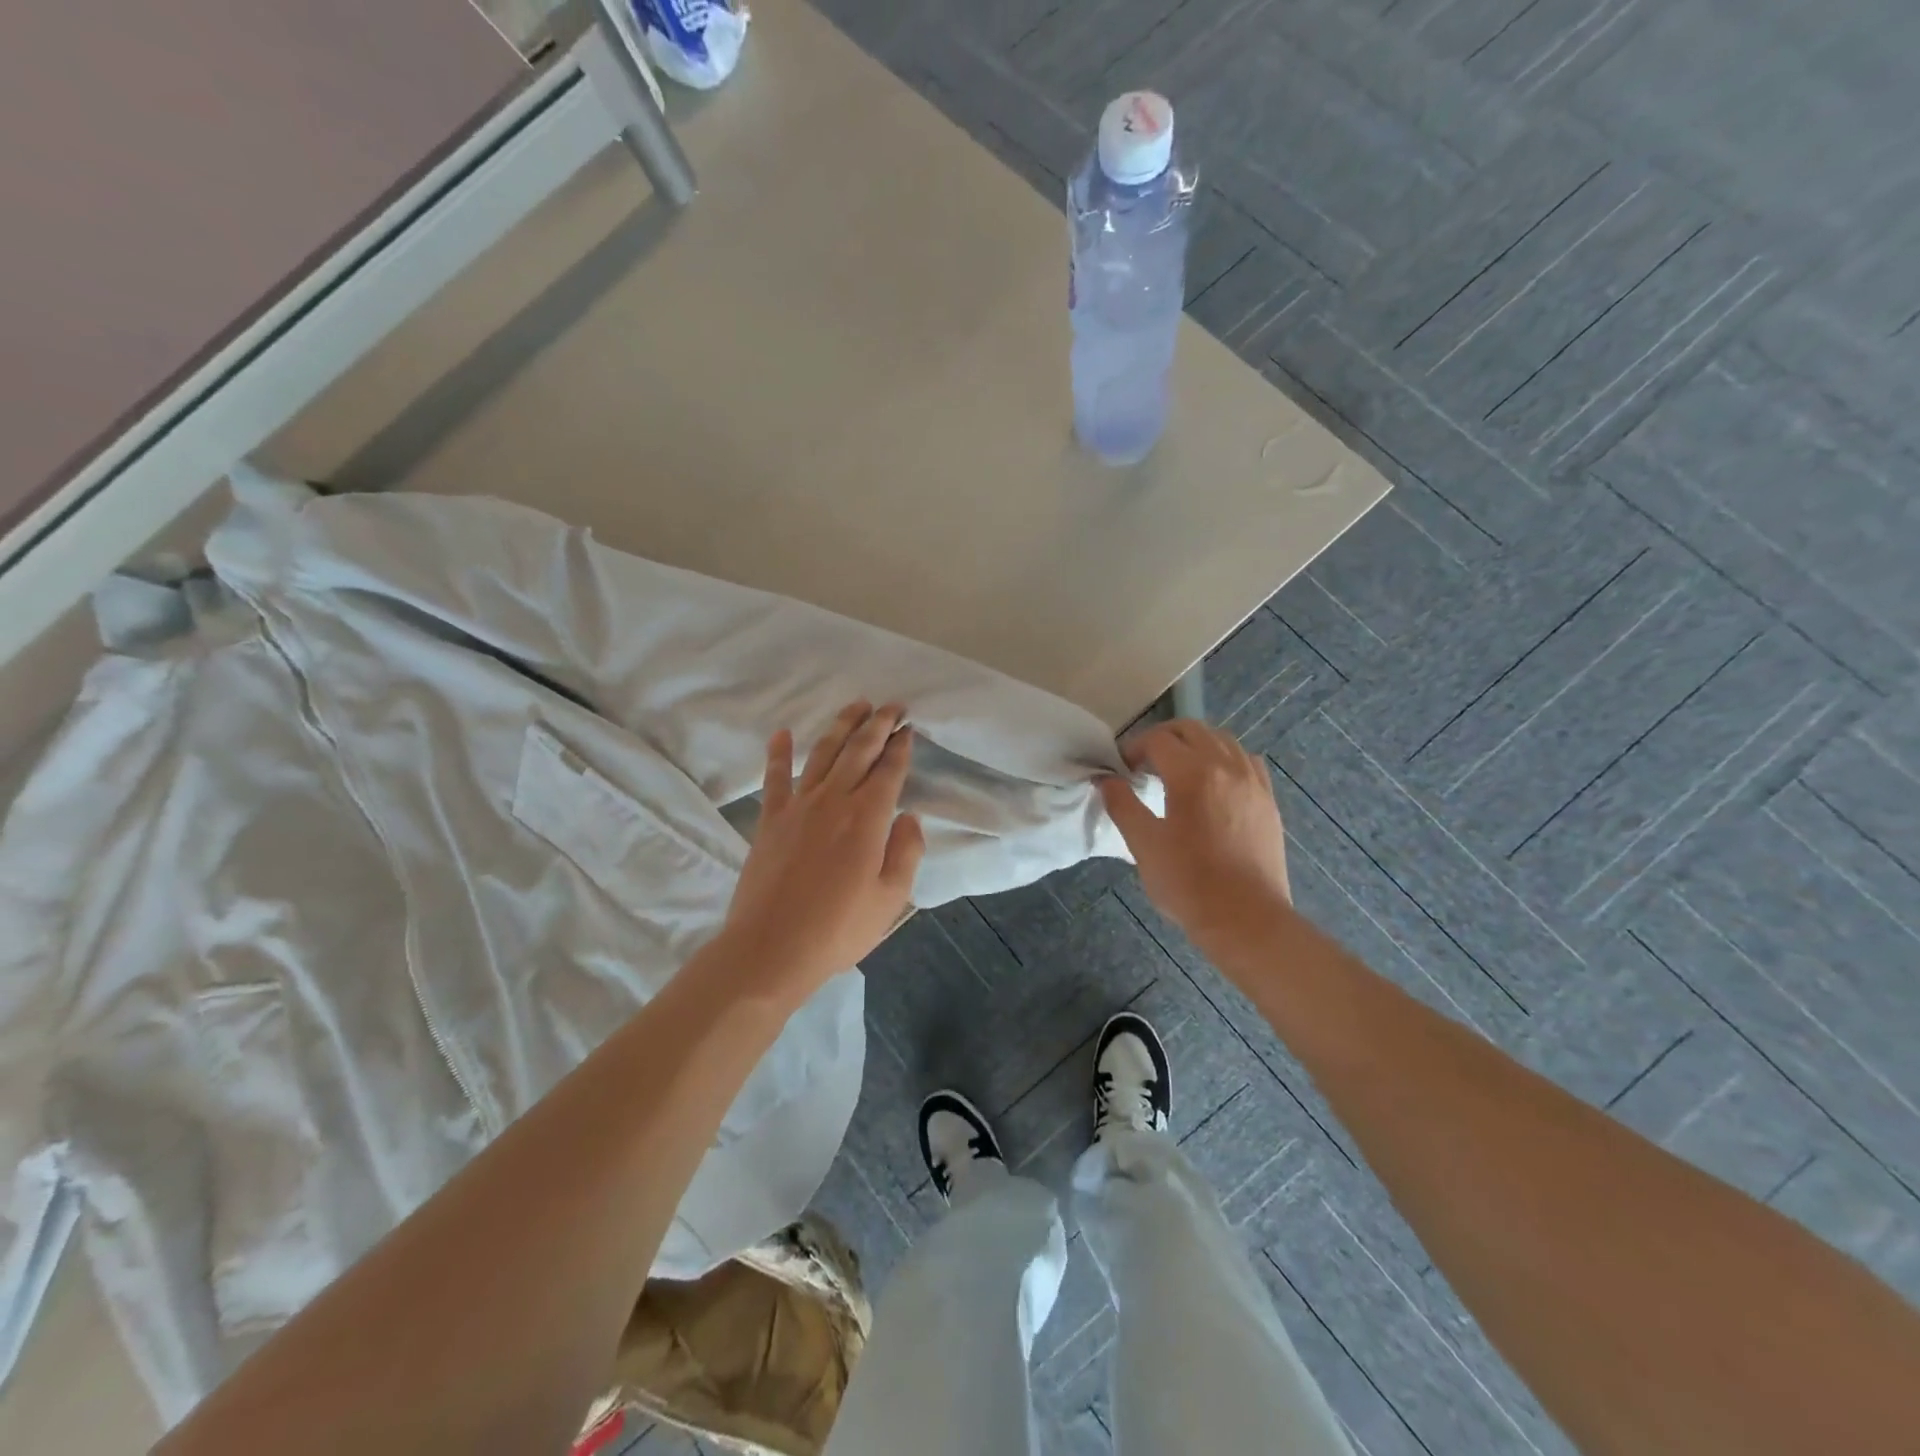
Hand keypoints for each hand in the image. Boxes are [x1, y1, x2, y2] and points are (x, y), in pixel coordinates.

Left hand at [718, 701, 925, 1000]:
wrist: (771, 950)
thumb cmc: (838, 930)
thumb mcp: (891, 898)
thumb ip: (906, 852)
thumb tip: (909, 817)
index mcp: (867, 818)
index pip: (889, 771)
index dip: (901, 746)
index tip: (909, 728)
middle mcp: (834, 801)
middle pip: (859, 751)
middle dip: (878, 725)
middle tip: (892, 706)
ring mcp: (798, 807)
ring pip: (823, 754)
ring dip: (841, 726)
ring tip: (856, 706)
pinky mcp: (770, 819)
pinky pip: (775, 778)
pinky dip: (778, 753)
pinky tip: (782, 733)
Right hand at [1098, 719, 1291, 953]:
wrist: (1246, 920)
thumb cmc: (1188, 884)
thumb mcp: (1144, 845)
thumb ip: (1122, 805)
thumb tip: (1105, 779)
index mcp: (1193, 774)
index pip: (1158, 740)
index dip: (1133, 748)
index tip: (1121, 770)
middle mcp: (1227, 766)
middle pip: (1192, 729)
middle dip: (1163, 738)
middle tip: (1143, 764)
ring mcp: (1253, 782)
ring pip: (1222, 740)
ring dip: (1194, 745)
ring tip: (1177, 772)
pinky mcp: (1268, 800)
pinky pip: (1246, 760)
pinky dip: (1224, 759)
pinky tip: (1214, 784)